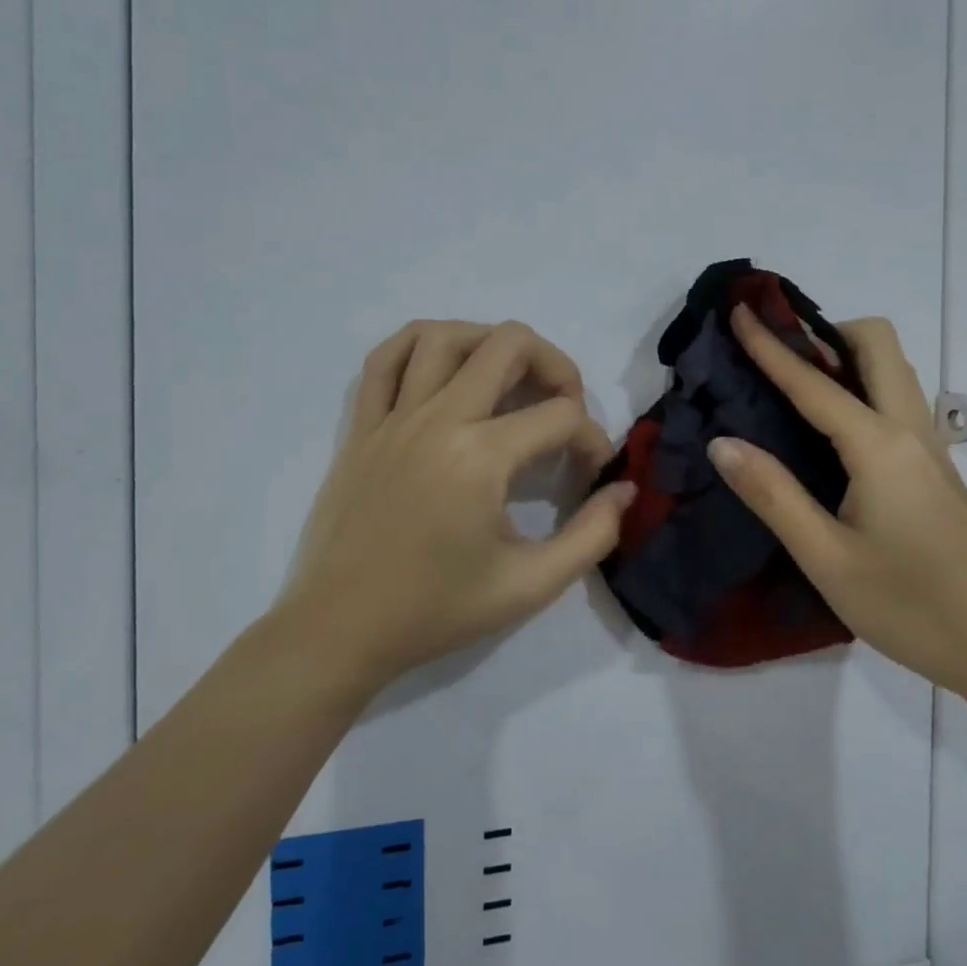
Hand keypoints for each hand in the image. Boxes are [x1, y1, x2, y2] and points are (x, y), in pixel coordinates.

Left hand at [275, 320, 637, 685]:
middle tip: (564, 406)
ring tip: (510, 377)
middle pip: (509, 345)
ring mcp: (393, 417)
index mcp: (480, 456)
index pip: (561, 416)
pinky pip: (385, 358)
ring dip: (490, 342)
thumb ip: (592, 535)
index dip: (593, 439)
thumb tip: (624, 490)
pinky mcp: (361, 426)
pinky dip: (420, 345)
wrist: (342, 629)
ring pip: (444, 336)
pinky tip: (444, 365)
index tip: (591, 474)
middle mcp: (438, 419)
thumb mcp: (530, 586)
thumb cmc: (437, 610)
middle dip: (556, 367)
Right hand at [707, 306, 966, 702]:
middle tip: (775, 352)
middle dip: (825, 331)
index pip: (813, 381)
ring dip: (846, 357)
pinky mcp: (936, 469)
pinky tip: (831, 430)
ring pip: (893, 370)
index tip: (738, 309)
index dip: (770, 345)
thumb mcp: (826, 558)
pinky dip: (861, 388)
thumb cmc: (910, 606)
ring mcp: (931, 447)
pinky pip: (896, 401)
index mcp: (879, 445)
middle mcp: (910, 430)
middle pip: (877, 344)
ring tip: (795, 382)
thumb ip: (773, 494)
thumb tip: (721, 442)